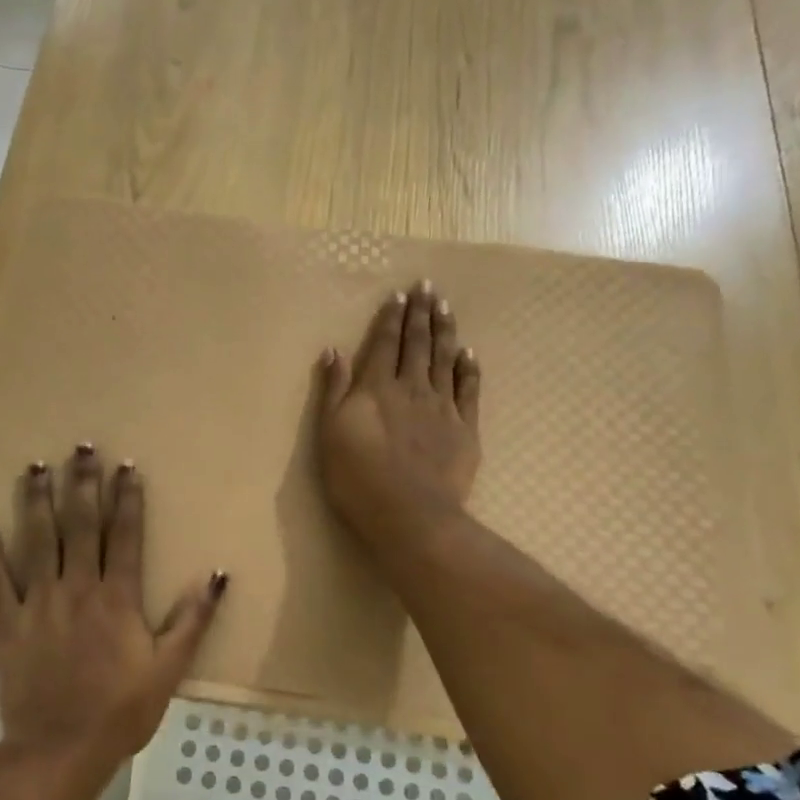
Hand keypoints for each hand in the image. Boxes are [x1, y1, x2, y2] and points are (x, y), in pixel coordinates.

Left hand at [0, 445, 227, 764]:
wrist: (60, 749)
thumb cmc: (121, 710)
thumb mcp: (169, 668)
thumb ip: (193, 619)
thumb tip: (218, 576)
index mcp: (117, 597)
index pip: (125, 535)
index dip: (127, 498)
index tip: (126, 466)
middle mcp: (77, 587)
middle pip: (80, 525)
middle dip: (82, 483)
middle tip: (80, 447)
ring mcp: (39, 603)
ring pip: (37, 541)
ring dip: (36, 502)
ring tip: (34, 467)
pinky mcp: (8, 624)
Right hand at [317, 281, 481, 555]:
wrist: (409, 512)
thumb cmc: (357, 476)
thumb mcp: (330, 433)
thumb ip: (334, 390)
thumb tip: (334, 351)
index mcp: (377, 388)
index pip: (385, 344)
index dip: (391, 318)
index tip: (400, 295)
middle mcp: (412, 388)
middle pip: (417, 344)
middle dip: (421, 314)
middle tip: (428, 286)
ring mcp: (442, 406)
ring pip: (444, 359)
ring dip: (444, 331)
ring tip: (446, 306)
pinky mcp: (465, 427)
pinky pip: (468, 389)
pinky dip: (468, 367)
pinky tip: (468, 352)